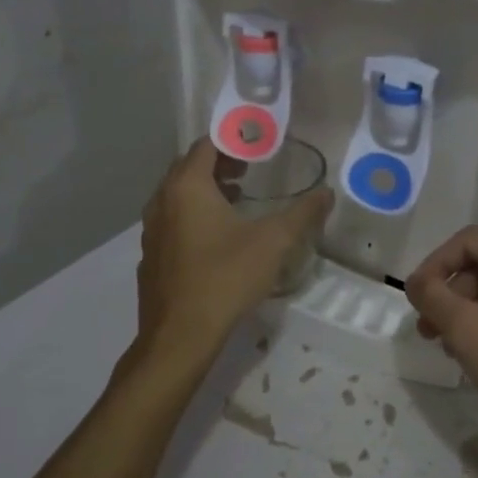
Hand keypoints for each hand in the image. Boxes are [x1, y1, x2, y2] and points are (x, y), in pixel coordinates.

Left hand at [136, 139, 333, 356]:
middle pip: (189, 167)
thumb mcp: (273, 242)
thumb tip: (327, 193)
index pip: (206, 145)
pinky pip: (172, 220)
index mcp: (188, 187)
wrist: (180, 336)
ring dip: (206, 189)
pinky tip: (216, 238)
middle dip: (220, 163)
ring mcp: (152, 230)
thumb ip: (302, 214)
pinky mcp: (151, 256)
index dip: (233, 140)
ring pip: (178, 195)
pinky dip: (193, 215)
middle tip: (250, 170)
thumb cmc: (226, 278)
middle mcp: (162, 201)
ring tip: (238, 199)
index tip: (258, 146)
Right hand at [405, 227, 477, 447]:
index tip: (414, 299)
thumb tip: (415, 282)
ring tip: (447, 345)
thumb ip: (434, 298)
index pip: (468, 241)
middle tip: (427, 329)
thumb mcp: (469, 332)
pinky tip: (475, 350)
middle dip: (450, 293)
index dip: (434, 266)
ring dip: (467, 309)